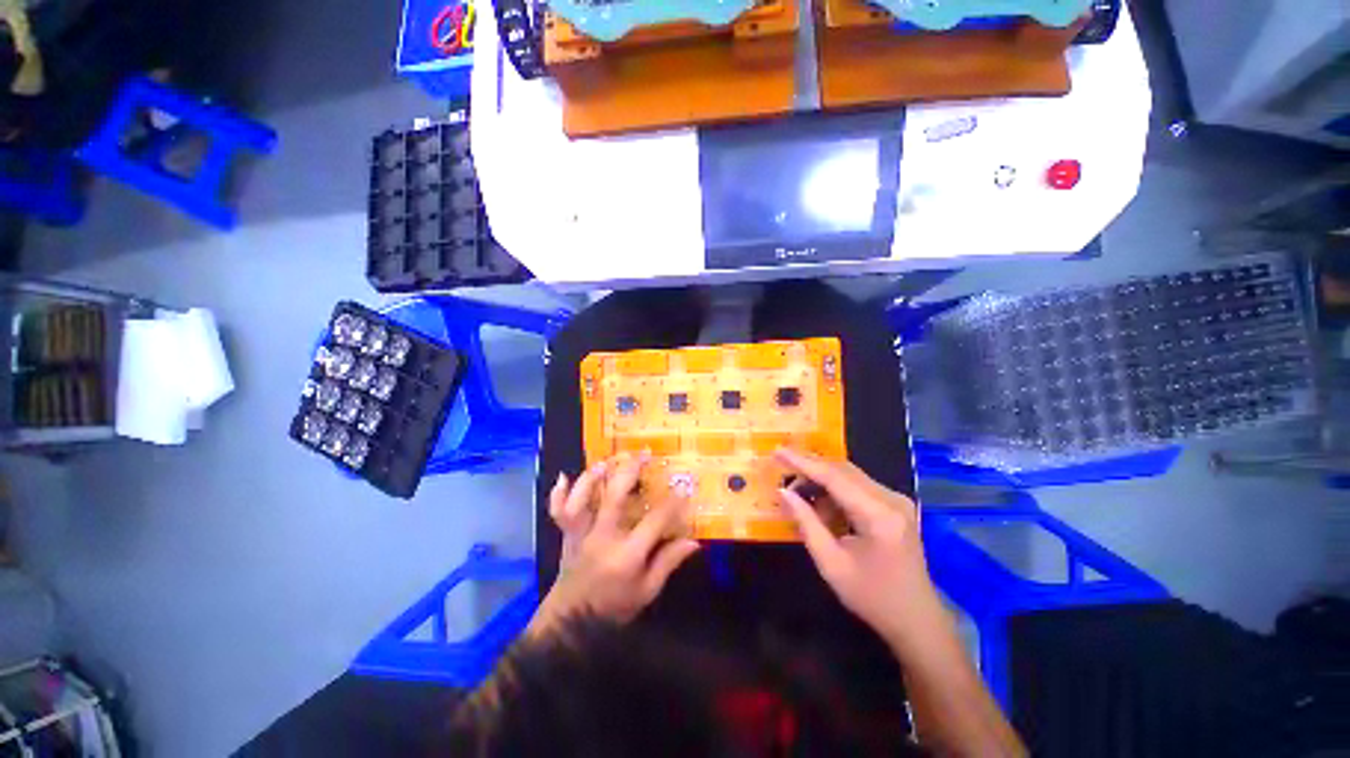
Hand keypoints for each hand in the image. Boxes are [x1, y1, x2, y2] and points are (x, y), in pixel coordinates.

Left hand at [533, 453, 700, 635]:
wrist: (570, 624)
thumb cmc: (613, 608)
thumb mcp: (647, 592)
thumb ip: (668, 563)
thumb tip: (693, 541)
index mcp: (627, 555)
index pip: (655, 521)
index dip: (672, 502)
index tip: (683, 486)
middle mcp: (602, 538)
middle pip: (615, 496)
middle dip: (631, 471)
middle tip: (643, 454)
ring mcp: (581, 535)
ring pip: (583, 499)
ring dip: (594, 476)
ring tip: (607, 461)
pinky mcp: (567, 535)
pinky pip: (558, 512)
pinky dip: (558, 494)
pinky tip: (563, 477)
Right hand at [775, 448, 947, 652]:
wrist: (916, 619)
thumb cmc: (872, 597)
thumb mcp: (831, 564)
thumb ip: (806, 523)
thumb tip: (783, 492)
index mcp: (879, 515)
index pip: (834, 477)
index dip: (802, 462)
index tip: (777, 452)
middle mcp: (892, 499)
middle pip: (843, 470)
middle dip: (810, 469)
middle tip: (782, 473)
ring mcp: (896, 500)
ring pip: (849, 475)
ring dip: (821, 481)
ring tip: (798, 495)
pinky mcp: (895, 504)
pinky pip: (858, 486)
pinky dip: (835, 491)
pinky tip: (821, 506)